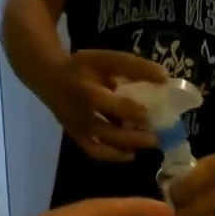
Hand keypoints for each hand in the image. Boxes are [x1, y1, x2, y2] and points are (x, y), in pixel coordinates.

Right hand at [42, 51, 166, 163]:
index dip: (129, 110)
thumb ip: (133, 68)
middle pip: (105, 129)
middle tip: (156, 138)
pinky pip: (95, 152)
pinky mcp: (76, 137)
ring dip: (126, 146)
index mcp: (84, 88)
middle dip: (131, 135)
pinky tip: (130, 154)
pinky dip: (113, 156)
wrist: (50, 79)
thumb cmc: (83, 68)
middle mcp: (78, 112)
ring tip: (148, 144)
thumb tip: (164, 77)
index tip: (150, 114)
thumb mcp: (105, 59)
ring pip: (101, 144)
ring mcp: (76, 128)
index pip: (108, 102)